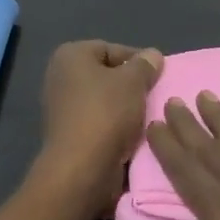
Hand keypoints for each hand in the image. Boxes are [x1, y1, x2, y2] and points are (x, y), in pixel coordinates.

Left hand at [35, 40, 162, 213]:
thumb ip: (145, 65)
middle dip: (132, 85)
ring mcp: (62, 107)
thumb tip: (152, 55)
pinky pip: (99, 122)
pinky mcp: (69, 134)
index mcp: (70, 56)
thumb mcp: (133, 81)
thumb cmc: (106, 113)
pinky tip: (135, 135)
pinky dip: (116, 127)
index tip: (159, 75)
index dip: (137, 60)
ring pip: (105, 101)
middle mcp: (60, 77)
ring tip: (149, 117)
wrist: (81, 169)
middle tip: (156, 95)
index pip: (111, 49)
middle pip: (107, 75)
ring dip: (126, 109)